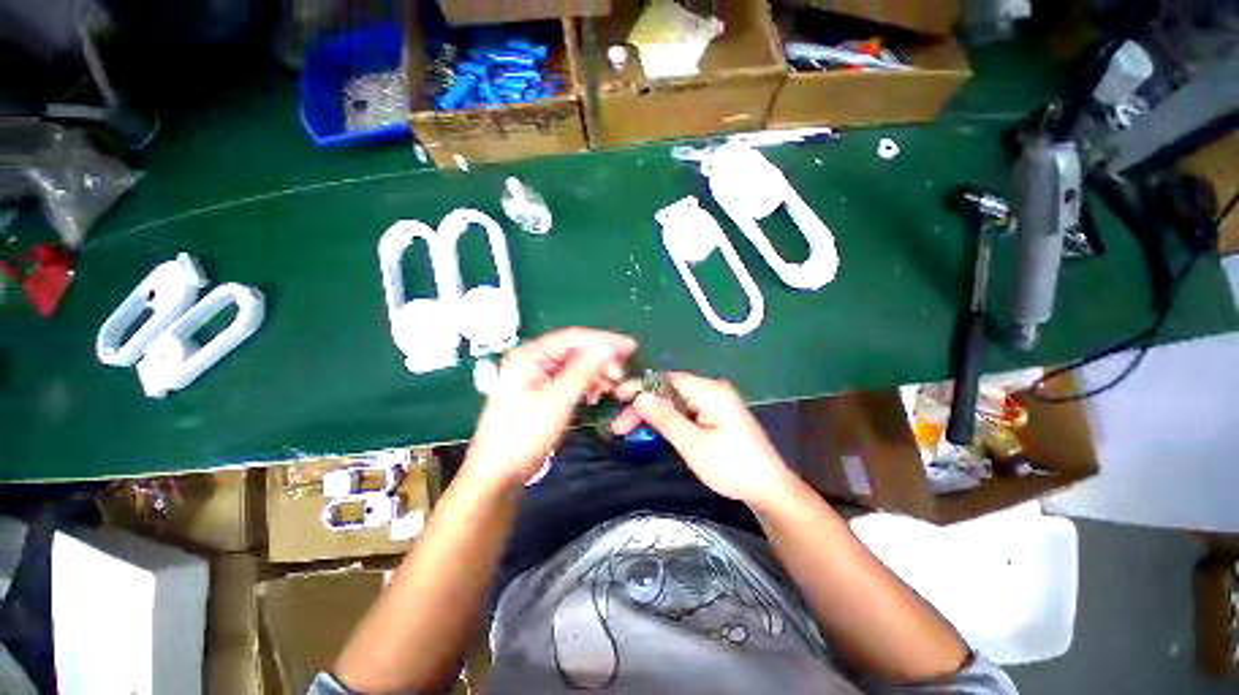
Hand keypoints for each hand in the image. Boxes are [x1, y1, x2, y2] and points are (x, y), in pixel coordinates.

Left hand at [464, 328, 636, 486]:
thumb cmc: (525, 433)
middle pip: (575, 351)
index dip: (604, 340)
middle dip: (601, 360)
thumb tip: (608, 347)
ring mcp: (537, 376)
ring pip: (575, 366)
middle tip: (622, 373)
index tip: (630, 346)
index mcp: (530, 355)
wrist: (500, 473)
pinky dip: (586, 386)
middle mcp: (533, 360)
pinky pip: (570, 380)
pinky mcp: (543, 391)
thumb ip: (584, 370)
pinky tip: (595, 396)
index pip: (573, 338)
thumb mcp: (558, 400)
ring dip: (596, 374)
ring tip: (612, 388)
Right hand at [612, 373, 796, 508]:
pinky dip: (669, 420)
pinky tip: (655, 430)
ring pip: (676, 402)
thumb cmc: (731, 466)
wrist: (769, 490)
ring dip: (654, 414)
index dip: (641, 388)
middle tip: (620, 426)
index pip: (667, 380)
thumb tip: (639, 396)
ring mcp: (716, 403)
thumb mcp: (693, 444)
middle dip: (644, 406)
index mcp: (710, 391)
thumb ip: (664, 418)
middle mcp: (713, 390)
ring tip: (630, 429)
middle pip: (670, 391)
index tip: (617, 399)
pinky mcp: (717, 416)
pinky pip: (686, 411)